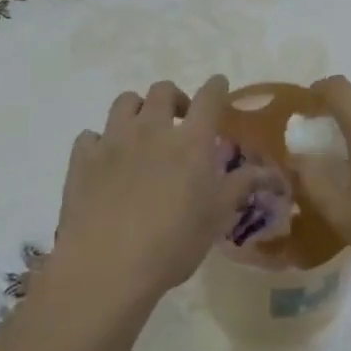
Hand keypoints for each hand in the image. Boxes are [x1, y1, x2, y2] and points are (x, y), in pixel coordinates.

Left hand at [46, 76, 254, 307]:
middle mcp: (152, 129)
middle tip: (180, 119)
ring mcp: (113, 140)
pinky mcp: (83, 158)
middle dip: (175, 97)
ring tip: (142, 131)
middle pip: (163, 90)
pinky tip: (105, 160)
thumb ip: (241, 185)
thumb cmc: (172, 244)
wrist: (106, 266)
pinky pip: (91, 135)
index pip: (209, 98)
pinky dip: (100, 141)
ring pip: (125, 102)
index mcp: (190, 141)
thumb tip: (267, 171)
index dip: (216, 87)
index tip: (219, 85)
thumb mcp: (216, 217)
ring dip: (137, 109)